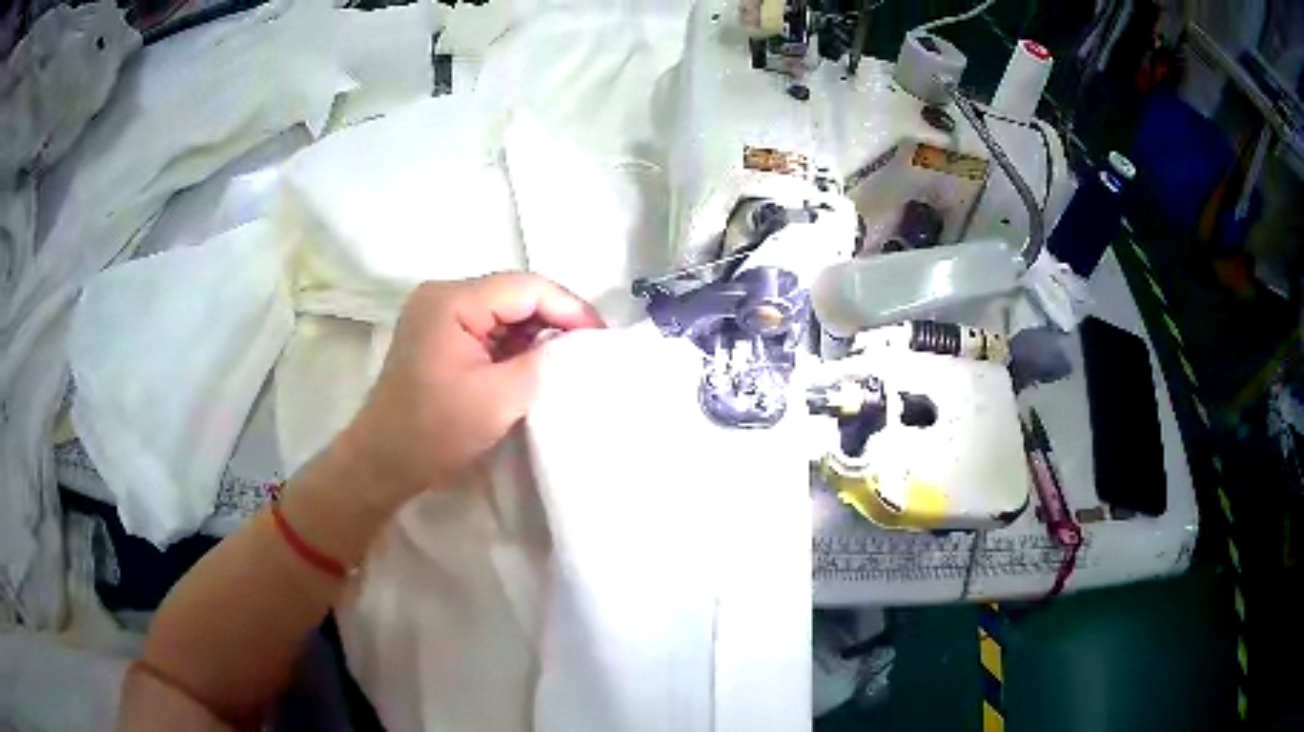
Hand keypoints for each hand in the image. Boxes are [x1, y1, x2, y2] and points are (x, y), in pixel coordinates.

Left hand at [335, 273, 603, 511]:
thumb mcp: (499, 398)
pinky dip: (514, 342)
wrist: (384, 461)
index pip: (526, 287)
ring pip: (503, 309)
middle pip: (514, 293)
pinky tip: (534, 361)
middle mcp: (443, 295)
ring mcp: (438, 313)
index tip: (601, 336)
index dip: (569, 307)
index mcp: (452, 300)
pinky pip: (487, 326)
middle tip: (589, 346)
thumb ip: (540, 361)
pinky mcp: (439, 334)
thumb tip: (567, 344)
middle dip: (555, 318)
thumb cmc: (435, 431)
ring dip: (535, 331)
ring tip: (568, 355)